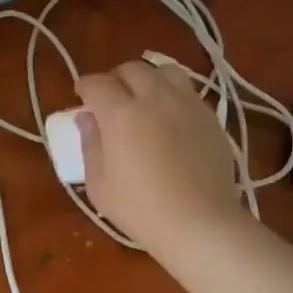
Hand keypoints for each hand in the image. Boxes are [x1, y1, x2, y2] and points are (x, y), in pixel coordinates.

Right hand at [74, 60, 240, 252]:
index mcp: (120, 114)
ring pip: (166, 71)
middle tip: (111, 99)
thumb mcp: (100, 184)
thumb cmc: (140, 210)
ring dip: (149, 79)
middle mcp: (154, 98)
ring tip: (145, 99)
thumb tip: (86, 119)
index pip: (97, 83)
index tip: (81, 96)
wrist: (200, 223)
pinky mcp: (210, 117)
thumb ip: (90, 145)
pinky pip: (188, 92)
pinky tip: (170, 118)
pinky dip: (173, 95)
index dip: (85, 86)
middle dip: (116, 79)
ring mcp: (187, 104)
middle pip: (132, 69)